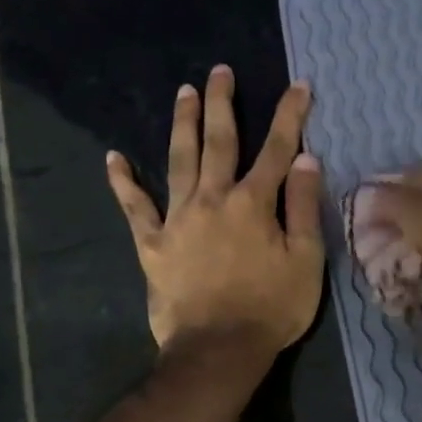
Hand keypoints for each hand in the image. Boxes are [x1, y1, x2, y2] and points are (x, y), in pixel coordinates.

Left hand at [106, 65, 324, 365]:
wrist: (218, 350)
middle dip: (222, 104)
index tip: (298, 85)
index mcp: (254, 203)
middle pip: (219, 142)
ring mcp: (178, 219)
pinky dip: (124, 183)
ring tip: (183, 92)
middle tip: (219, 71)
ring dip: (182, 124)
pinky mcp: (152, 244)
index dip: (289, 116)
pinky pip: (135, 208)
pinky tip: (114, 159)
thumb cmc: (271, 308)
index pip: (277, 149)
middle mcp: (213, 199)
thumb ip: (305, 208)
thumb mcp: (306, 261)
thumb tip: (306, 160)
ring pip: (179, 161)